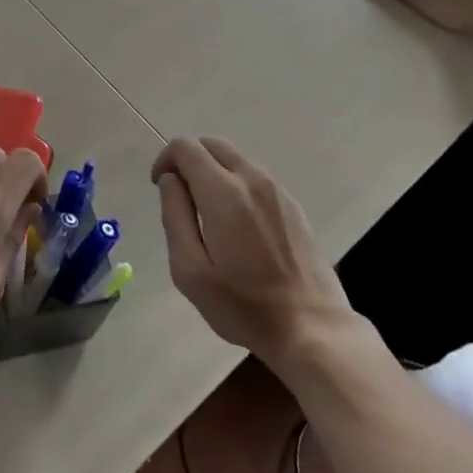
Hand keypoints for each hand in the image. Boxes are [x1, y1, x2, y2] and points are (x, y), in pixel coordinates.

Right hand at [152, 136, 355, 364]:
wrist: (311, 327)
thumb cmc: (242, 304)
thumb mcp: (190, 269)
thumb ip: (174, 216)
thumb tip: (170, 181)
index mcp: (223, 192)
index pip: (186, 147)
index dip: (165, 160)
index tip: (161, 188)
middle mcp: (251, 179)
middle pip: (211, 144)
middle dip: (188, 160)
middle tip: (180, 196)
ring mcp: (277, 190)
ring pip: (234, 158)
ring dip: (213, 170)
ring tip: (207, 212)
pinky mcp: (292, 205)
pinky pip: (255, 177)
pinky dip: (236, 183)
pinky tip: (237, 224)